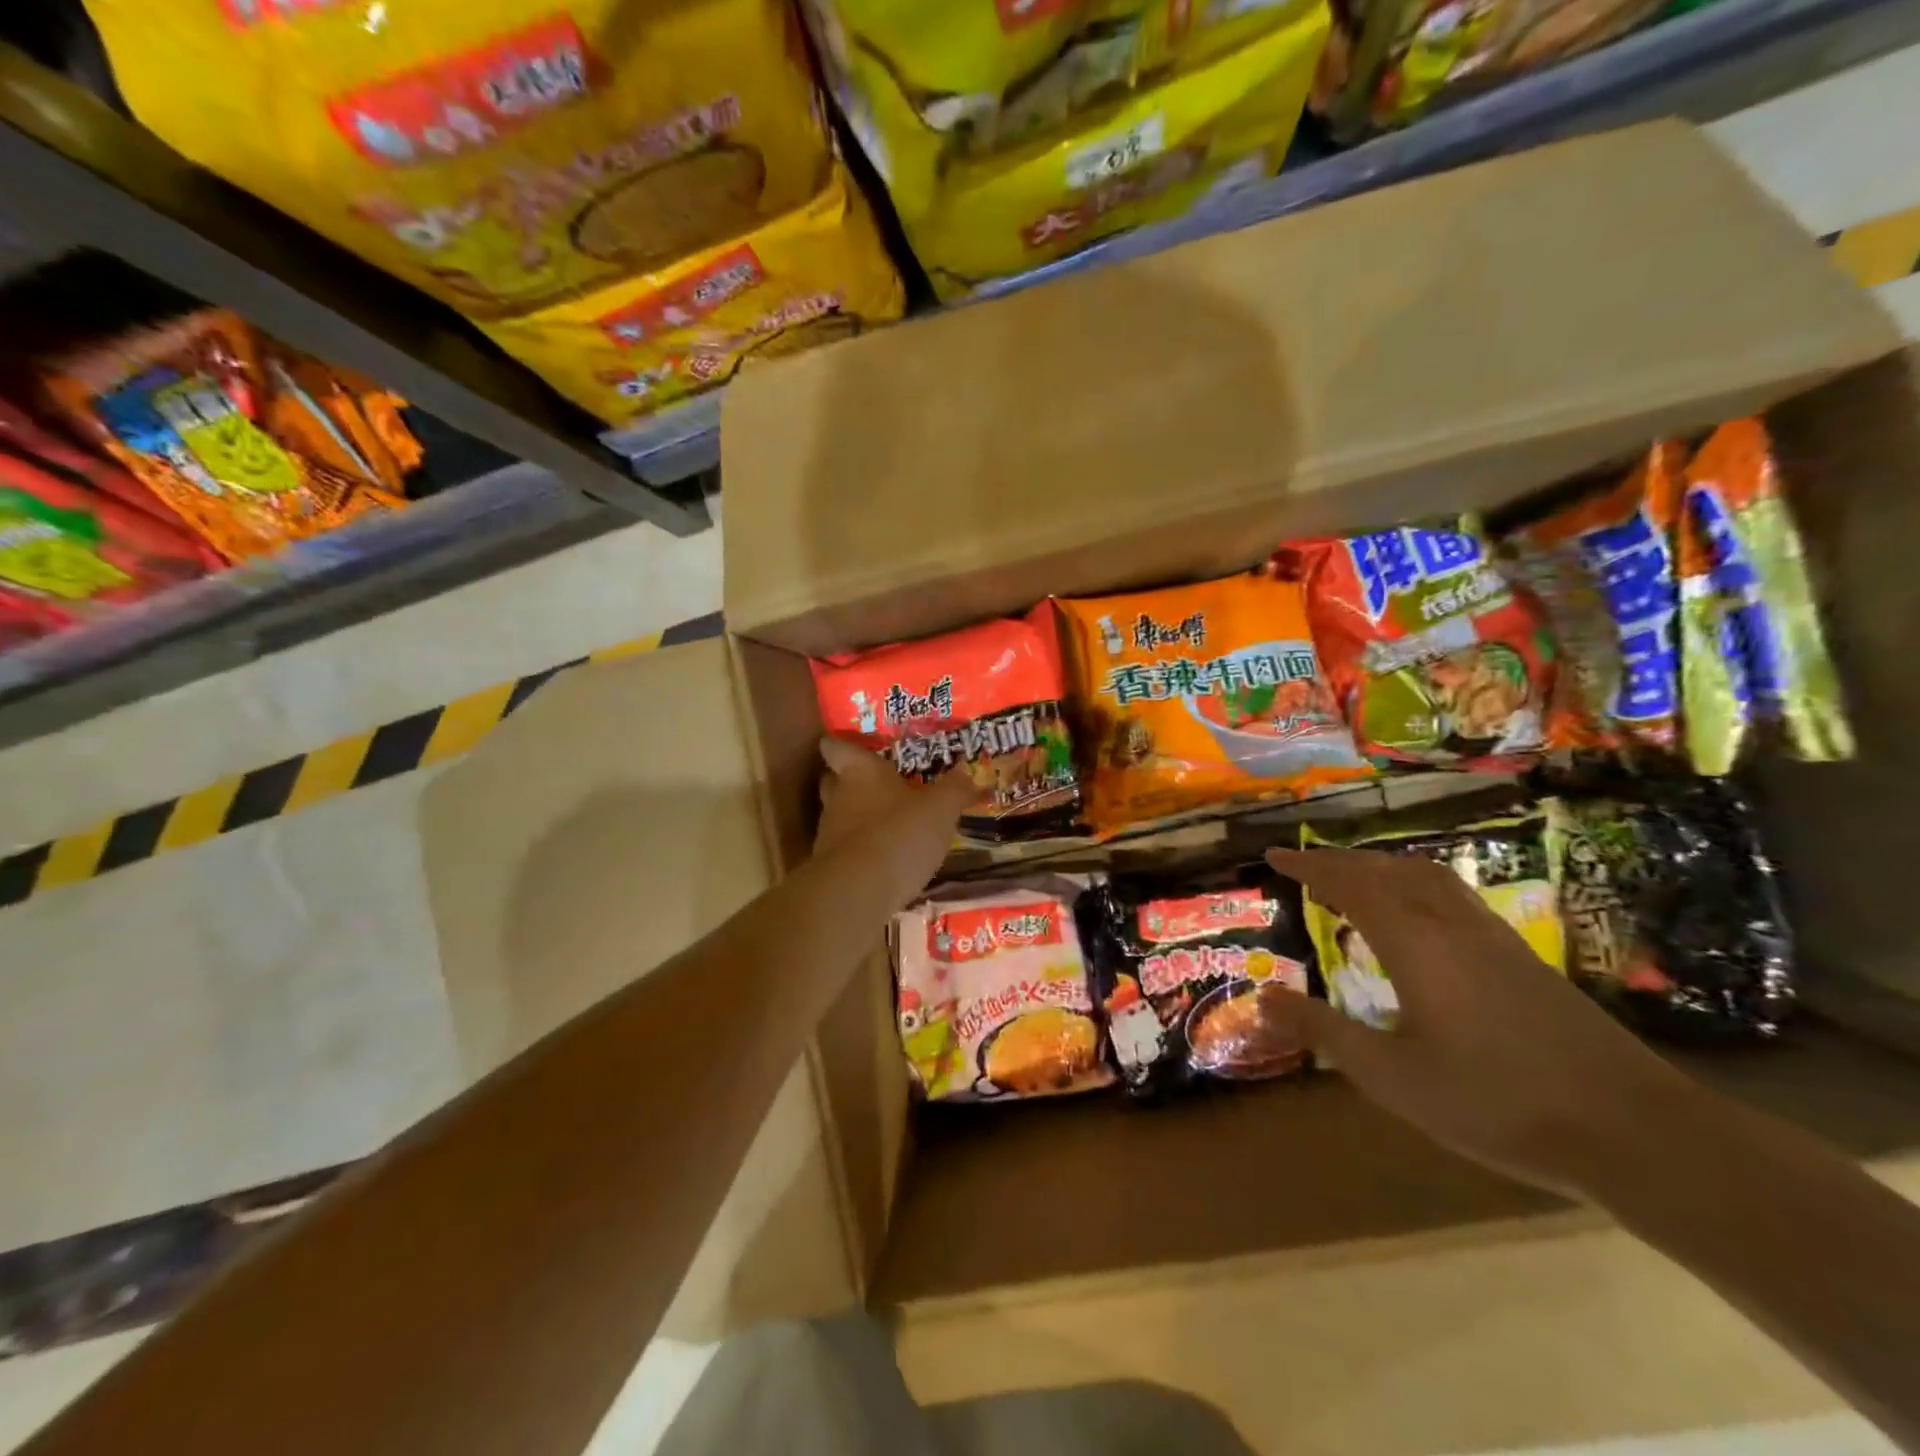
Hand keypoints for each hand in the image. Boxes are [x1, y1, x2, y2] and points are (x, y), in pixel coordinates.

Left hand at [816, 737, 973, 905]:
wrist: (858, 892)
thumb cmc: (899, 834)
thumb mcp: (940, 809)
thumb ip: (954, 789)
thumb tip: (967, 773)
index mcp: (860, 772)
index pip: (836, 747)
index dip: (838, 744)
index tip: (849, 746)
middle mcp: (838, 797)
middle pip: (833, 781)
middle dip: (850, 781)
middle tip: (877, 784)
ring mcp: (830, 834)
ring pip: (840, 817)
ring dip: (860, 819)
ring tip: (888, 825)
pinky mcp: (830, 868)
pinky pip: (847, 850)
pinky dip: (862, 852)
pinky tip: (885, 860)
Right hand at [1266, 846, 1697, 1198]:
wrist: (1633, 1130)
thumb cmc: (1496, 1102)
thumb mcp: (1392, 1076)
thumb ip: (1325, 1032)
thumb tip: (1262, 998)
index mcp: (1414, 942)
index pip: (1349, 884)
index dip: (1308, 866)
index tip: (1274, 856)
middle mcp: (1450, 924)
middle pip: (1388, 870)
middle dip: (1341, 861)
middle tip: (1305, 865)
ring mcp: (1493, 938)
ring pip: (1427, 877)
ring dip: (1382, 867)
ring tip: (1356, 878)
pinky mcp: (1523, 958)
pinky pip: (1453, 896)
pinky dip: (1416, 885)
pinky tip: (1420, 917)